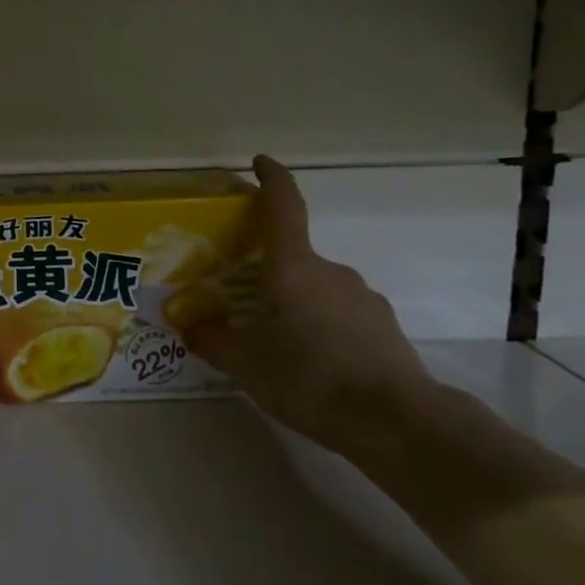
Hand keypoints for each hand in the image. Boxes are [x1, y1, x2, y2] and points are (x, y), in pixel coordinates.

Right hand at [182, 155, 434, 454]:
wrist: (395, 422)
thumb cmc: (308, 377)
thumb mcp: (244, 363)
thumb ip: (212, 340)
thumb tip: (189, 327)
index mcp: (293, 268)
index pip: (284, 207)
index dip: (271, 179)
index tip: (260, 162)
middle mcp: (331, 272)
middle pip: (294, 258)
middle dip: (268, 275)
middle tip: (243, 306)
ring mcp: (363, 298)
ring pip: (317, 290)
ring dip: (295, 305)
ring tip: (278, 347)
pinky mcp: (384, 328)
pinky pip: (341, 315)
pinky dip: (323, 329)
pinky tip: (314, 367)